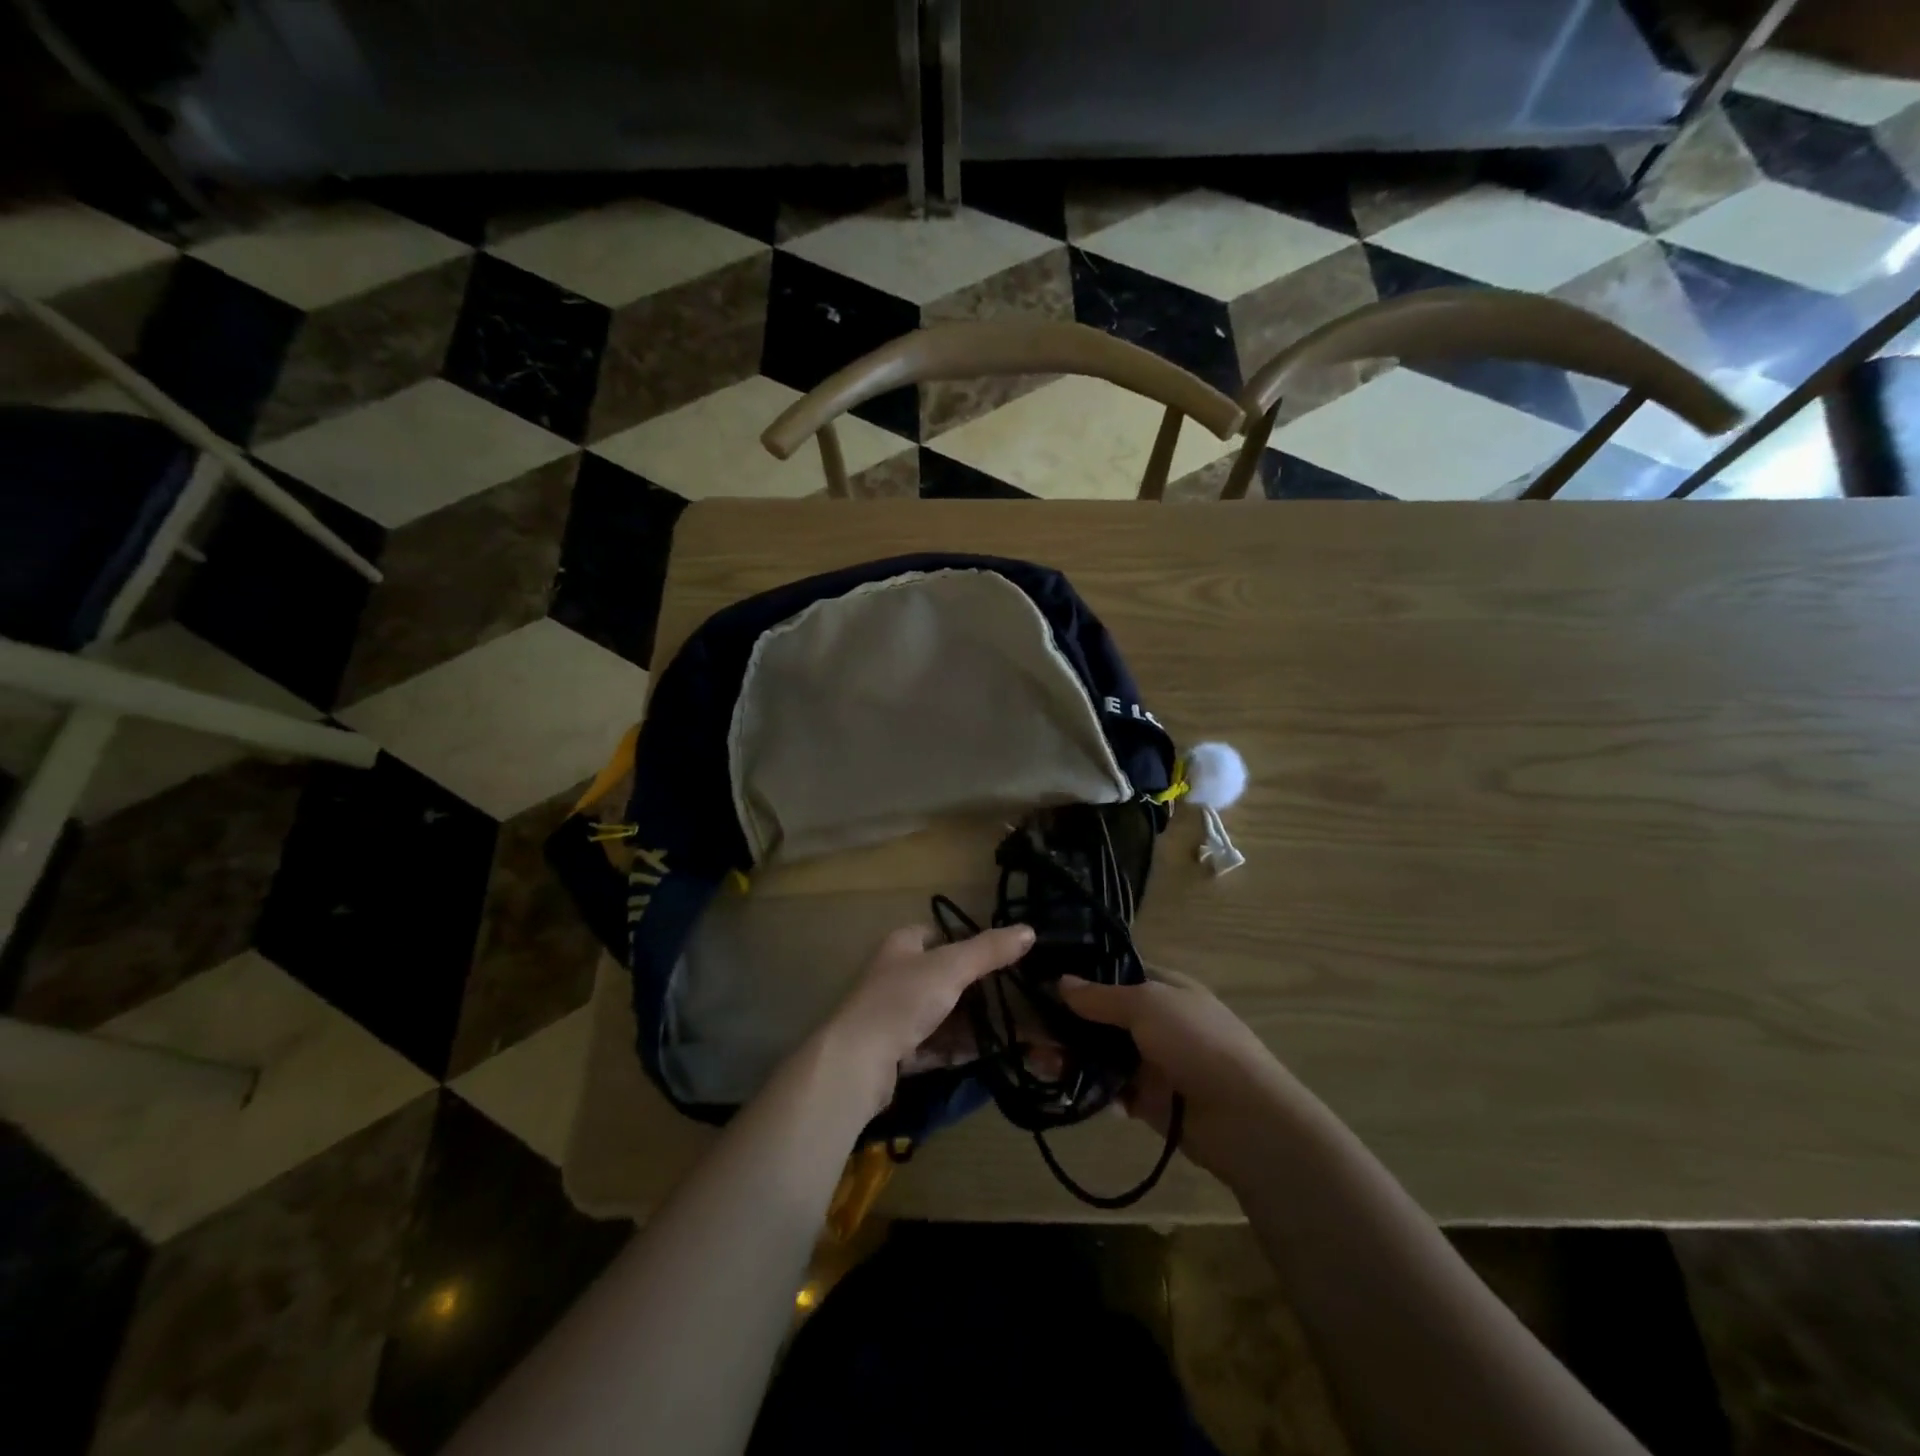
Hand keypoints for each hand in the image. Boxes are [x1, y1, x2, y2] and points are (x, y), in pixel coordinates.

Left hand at [823, 923, 1034, 1114]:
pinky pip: (936, 1045)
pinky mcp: (897, 1051)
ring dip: (972, 1023)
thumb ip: (989, 950)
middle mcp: (896, 975)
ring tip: (1011, 1030)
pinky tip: (988, 1055)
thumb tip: (1029, 930)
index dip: (967, 941)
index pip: (938, 934)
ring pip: (942, 1014)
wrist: (858, 1060)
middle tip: (1013, 997)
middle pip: (944, 977)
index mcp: (903, 945)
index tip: (1001, 956)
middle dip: (976, 989)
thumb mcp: (951, 968)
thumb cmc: (902, 1000)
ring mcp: (895, 1015)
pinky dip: (959, 1048)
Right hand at [1058, 968, 1288, 1181]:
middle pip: (1102, 1016)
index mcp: (1164, 988)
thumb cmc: (1197, 1043)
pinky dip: (1089, 1087)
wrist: (1244, 1119)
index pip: (1114, 973)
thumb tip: (1061, 981)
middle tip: (1026, 1027)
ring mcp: (1153, 1061)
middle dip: (1067, 1021)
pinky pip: (1111, 1088)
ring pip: (1102, 1053)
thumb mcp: (1147, 1005)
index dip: (1081, 976)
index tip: (1041, 979)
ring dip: (1071, 1055)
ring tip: (1036, 1058)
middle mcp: (1157, 1021)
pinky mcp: (1150, 1100)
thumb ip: (1101, 997)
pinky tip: (1062, 1085)